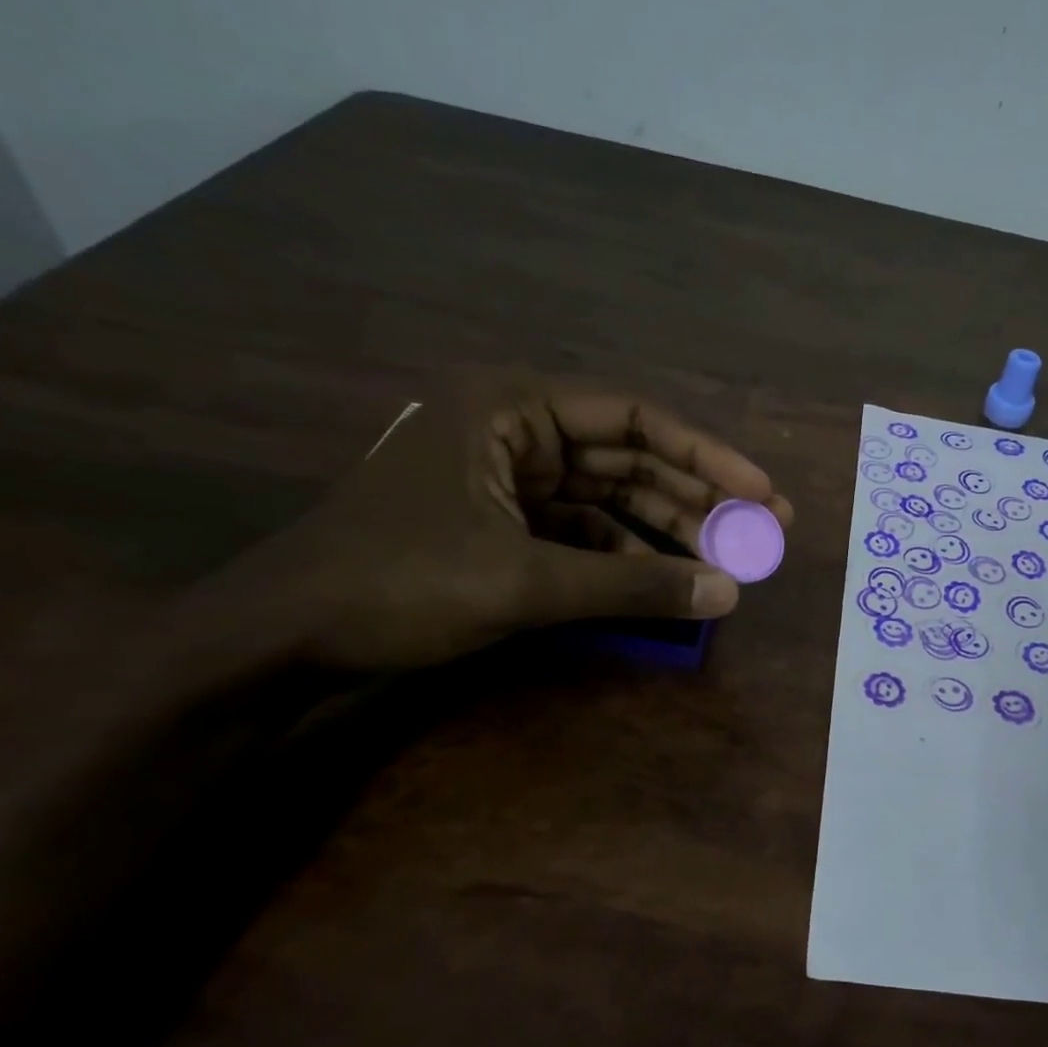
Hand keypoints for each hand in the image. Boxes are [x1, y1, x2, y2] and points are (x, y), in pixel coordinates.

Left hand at [215, 369, 793, 671]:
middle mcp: (513, 432)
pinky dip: (623, 556)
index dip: (707, 456)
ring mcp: (506, 481)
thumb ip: (634, 584)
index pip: (634, 418)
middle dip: (695, 496)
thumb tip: (729, 593)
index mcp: (510, 409)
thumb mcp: (527, 582)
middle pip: (628, 457)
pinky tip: (663, 580)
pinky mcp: (501, 525)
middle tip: (762, 530)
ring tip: (726, 561)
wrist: (285, 636)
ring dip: (665, 530)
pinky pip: (581, 532)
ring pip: (608, 498)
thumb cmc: (399, 585)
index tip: (762, 493)